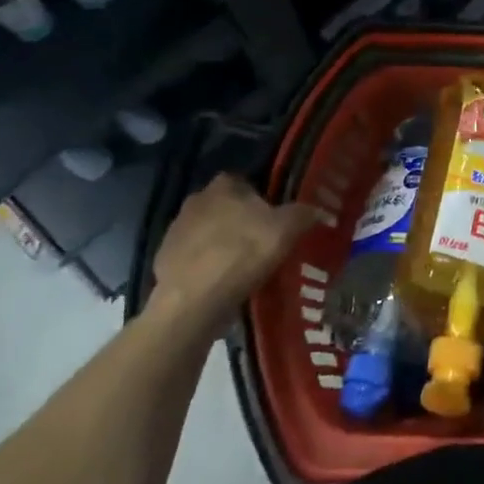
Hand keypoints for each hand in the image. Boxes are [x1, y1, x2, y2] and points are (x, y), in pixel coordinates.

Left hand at [151, 174, 316, 327]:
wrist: (192, 302)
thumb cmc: (241, 254)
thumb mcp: (285, 230)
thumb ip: (304, 214)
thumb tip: (320, 210)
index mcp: (224, 185)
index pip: (245, 181)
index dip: (261, 197)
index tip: (274, 217)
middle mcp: (195, 200)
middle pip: (225, 207)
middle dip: (240, 221)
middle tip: (261, 242)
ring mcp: (175, 232)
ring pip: (207, 233)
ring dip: (221, 245)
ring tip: (243, 268)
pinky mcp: (163, 262)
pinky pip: (192, 260)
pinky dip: (205, 269)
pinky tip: (221, 285)